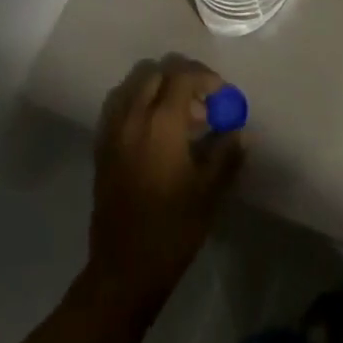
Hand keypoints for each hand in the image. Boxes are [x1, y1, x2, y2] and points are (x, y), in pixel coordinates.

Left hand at [85, 55, 245, 308]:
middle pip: (156, 70)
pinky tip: (153, 125)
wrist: (123, 271)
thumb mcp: (209, 191)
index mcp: (161, 122)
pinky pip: (119, 103)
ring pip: (134, 82)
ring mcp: (113, 129)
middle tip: (202, 99)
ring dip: (158, 85)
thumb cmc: (172, 231)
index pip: (183, 75)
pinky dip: (137, 100)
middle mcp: (133, 116)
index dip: (206, 78)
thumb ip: (226, 152)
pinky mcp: (101, 145)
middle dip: (182, 76)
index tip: (222, 94)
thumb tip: (240, 130)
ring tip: (178, 111)